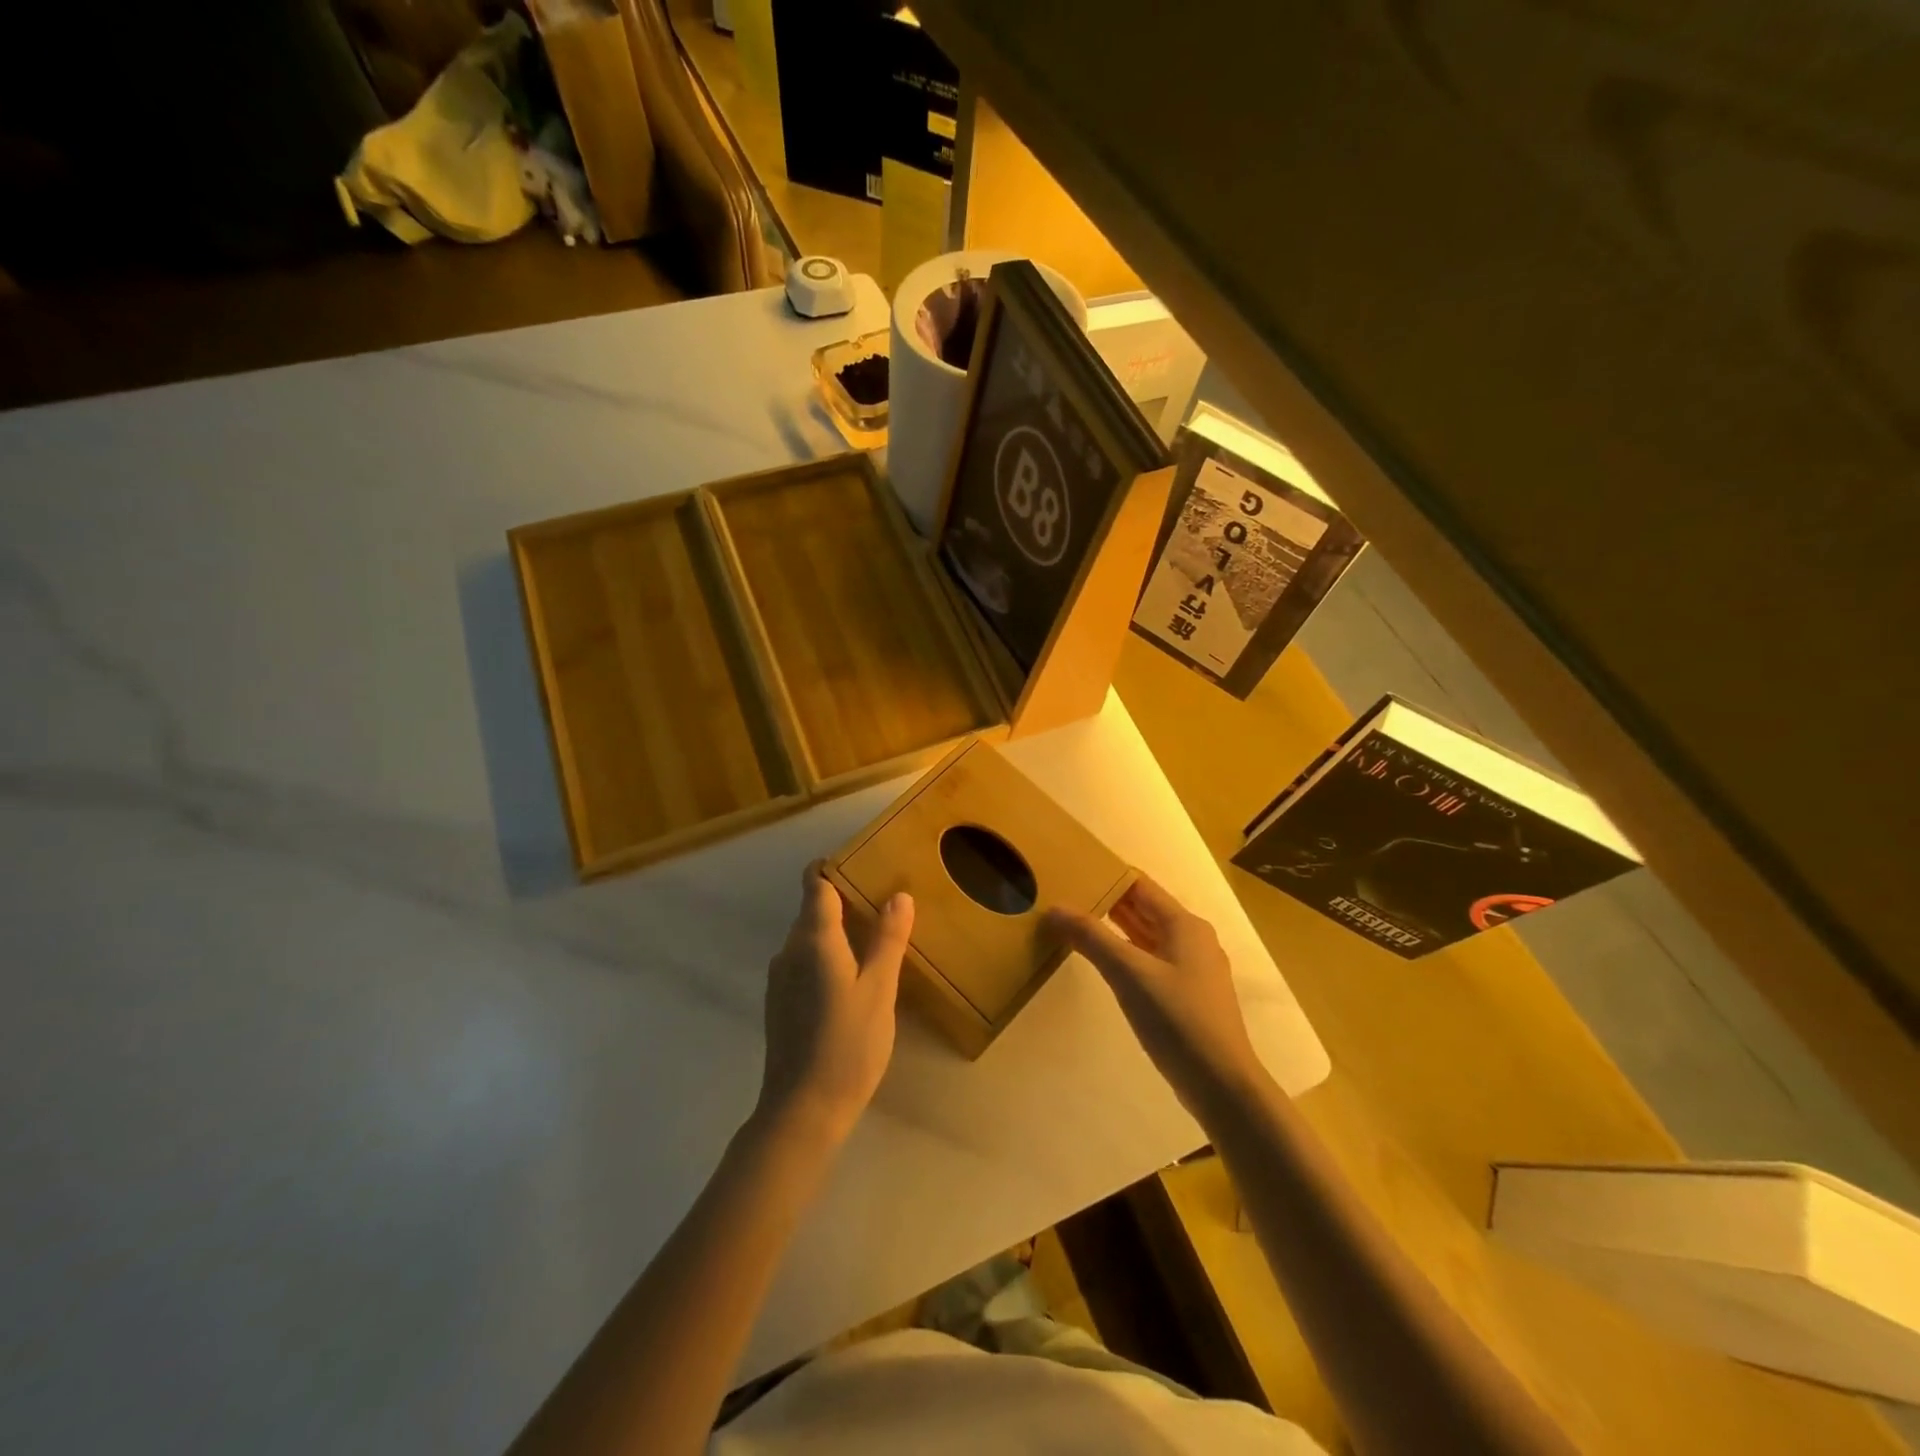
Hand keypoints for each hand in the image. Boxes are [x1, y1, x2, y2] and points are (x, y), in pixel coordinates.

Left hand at [756, 862, 914, 1145]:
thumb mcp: (879, 990)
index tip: (861, 862)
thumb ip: (887, 940)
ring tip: (874, 938)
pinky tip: (851, 978)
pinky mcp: (780, 1003)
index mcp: (813, 939)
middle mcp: (789, 950)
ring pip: (808, 938)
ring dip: (836, 931)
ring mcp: (780, 978)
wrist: (802, 1110)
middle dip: (843, 899)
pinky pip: (804, 962)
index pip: (815, 884)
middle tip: (884, 902)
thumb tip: (899, 895)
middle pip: (812, 909)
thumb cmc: (848, 1044)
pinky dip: (826, 956)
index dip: (833, 867)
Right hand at [1046, 876, 1268, 1122]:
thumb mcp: (1128, 973)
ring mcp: (1192, 969)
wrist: (1221, 1084)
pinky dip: (1126, 954)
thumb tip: (1054, 908)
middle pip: (1144, 909)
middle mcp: (1192, 939)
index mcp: (1184, 925)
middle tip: (1066, 896)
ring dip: (1115, 929)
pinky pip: (1151, 961)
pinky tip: (1103, 962)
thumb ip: (1091, 938)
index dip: (1108, 876)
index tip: (1072, 871)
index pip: (1140, 886)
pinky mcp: (1187, 996)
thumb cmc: (1177, 1019)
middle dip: (1107, 902)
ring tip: (1076, 923)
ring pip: (1147, 936)